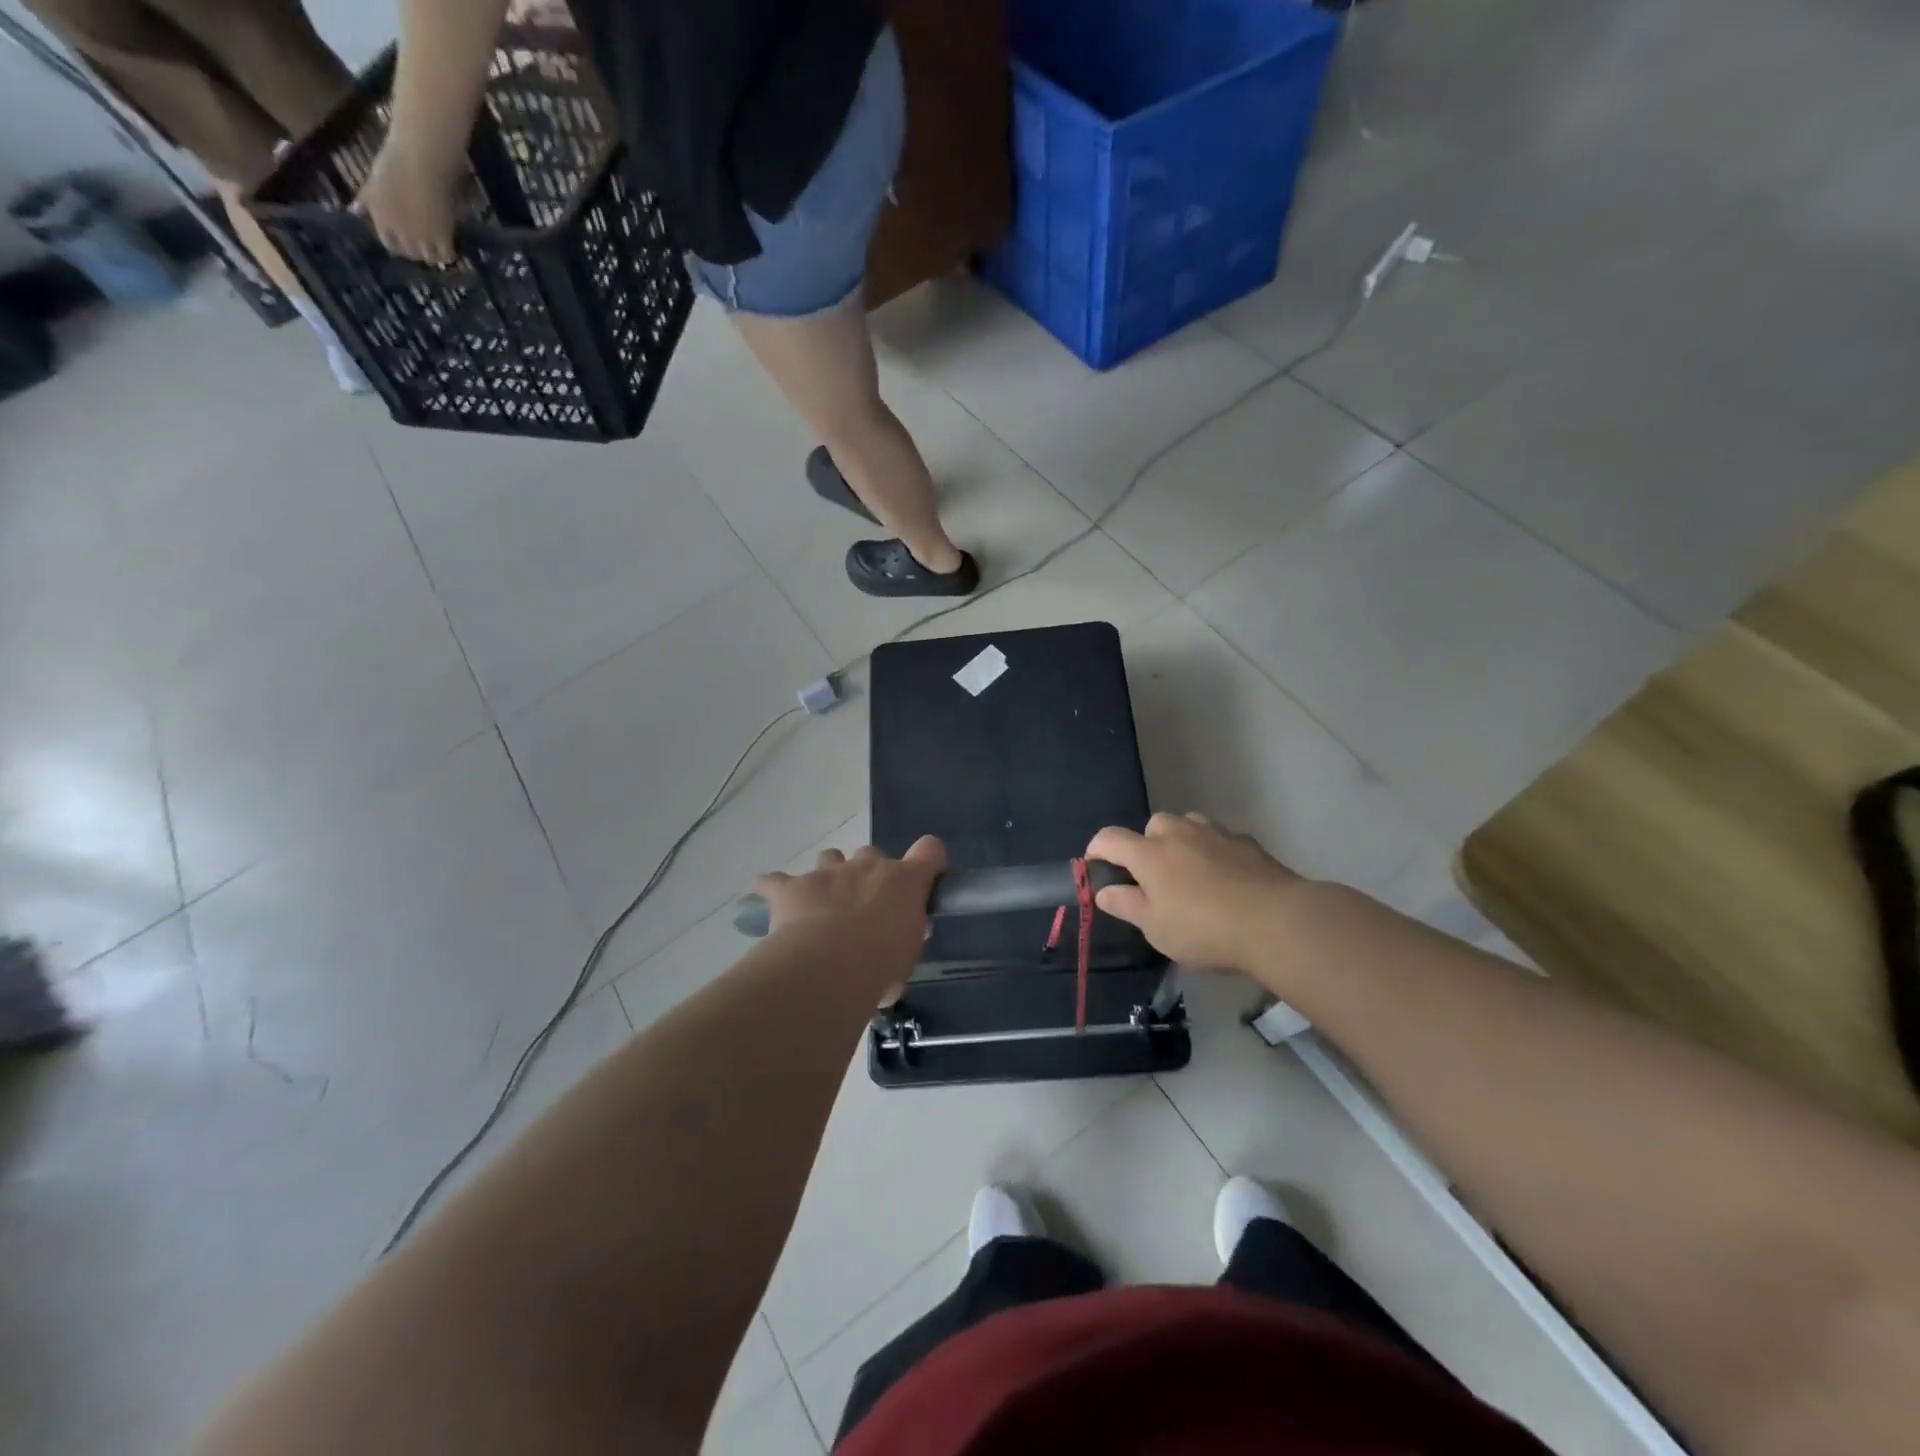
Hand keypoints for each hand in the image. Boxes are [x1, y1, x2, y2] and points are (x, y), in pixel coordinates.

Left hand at [356, 138, 463, 264]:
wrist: (421, 159)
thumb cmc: (396, 162)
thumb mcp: (374, 181)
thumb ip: (367, 199)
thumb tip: (355, 212)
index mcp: (380, 216)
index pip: (389, 243)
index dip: (399, 244)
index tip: (406, 241)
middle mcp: (399, 230)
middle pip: (411, 253)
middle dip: (418, 251)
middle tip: (426, 244)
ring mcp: (421, 235)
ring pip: (430, 258)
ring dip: (434, 254)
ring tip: (440, 247)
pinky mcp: (442, 237)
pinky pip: (447, 255)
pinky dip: (449, 253)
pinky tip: (451, 246)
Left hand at [753, 838, 946, 991]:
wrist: (828, 968)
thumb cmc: (880, 966)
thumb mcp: (905, 959)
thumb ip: (901, 942)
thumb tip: (893, 947)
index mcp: (904, 882)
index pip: (929, 851)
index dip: (927, 860)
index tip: (923, 877)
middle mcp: (867, 866)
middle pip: (871, 854)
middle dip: (867, 875)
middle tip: (864, 908)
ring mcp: (827, 872)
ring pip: (830, 857)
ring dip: (829, 876)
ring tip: (823, 905)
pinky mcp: (791, 887)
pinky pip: (776, 881)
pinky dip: (775, 889)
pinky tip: (773, 903)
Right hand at [1087, 813, 1303, 974]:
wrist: (1276, 922)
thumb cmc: (1204, 929)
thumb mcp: (1155, 928)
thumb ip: (1126, 905)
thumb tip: (1103, 891)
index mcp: (1149, 853)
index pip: (1110, 838)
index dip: (1097, 850)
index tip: (1096, 867)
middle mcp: (1178, 833)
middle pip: (1152, 826)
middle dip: (1147, 845)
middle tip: (1154, 878)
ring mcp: (1215, 833)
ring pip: (1188, 825)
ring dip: (1182, 842)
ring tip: (1190, 873)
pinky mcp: (1246, 842)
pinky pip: (1219, 839)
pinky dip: (1214, 852)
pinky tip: (1225, 878)